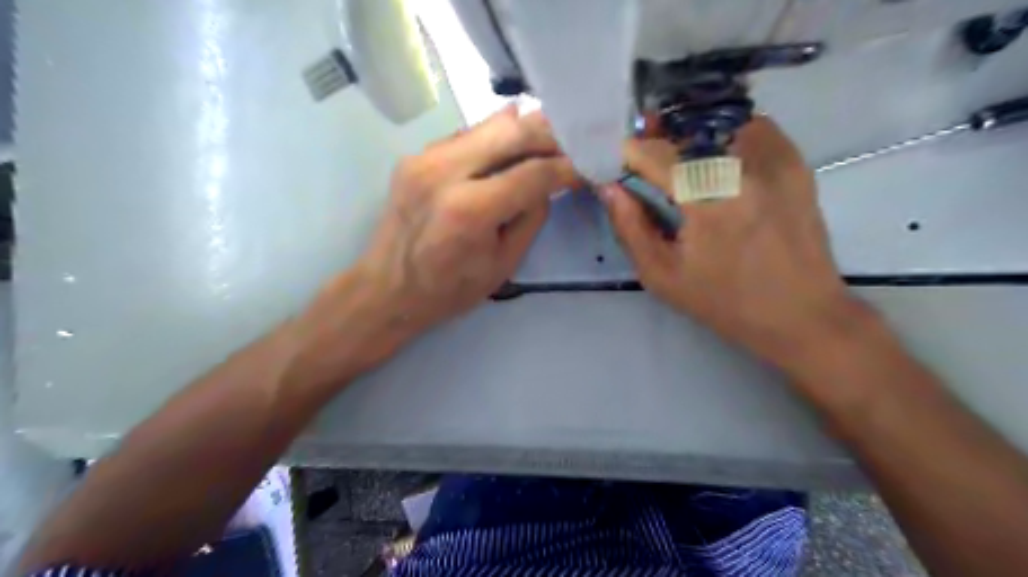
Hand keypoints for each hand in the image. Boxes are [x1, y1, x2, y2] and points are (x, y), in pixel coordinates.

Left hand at [292, 108, 574, 388]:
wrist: (387, 288)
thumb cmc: (449, 289)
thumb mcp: (504, 264)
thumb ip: (531, 217)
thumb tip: (548, 183)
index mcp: (470, 209)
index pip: (533, 173)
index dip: (566, 167)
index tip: (587, 166)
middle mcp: (445, 172)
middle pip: (512, 131)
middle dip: (550, 134)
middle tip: (573, 141)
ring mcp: (425, 158)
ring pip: (488, 124)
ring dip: (524, 129)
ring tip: (549, 140)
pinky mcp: (415, 156)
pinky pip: (466, 135)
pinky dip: (494, 137)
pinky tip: (511, 146)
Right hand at [604, 118, 856, 373]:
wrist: (801, 314)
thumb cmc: (724, 302)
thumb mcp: (662, 276)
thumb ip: (629, 228)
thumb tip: (609, 188)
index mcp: (707, 200)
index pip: (655, 153)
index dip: (629, 152)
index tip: (617, 162)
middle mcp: (743, 167)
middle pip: (685, 130)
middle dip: (658, 140)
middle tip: (645, 161)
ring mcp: (776, 159)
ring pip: (719, 123)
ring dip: (692, 137)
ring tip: (682, 164)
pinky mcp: (795, 162)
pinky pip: (752, 128)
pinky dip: (727, 137)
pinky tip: (719, 165)